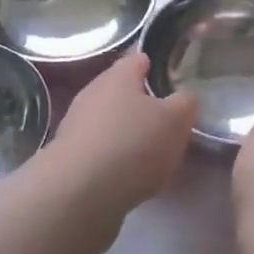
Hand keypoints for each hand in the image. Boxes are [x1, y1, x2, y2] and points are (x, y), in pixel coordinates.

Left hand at [49, 52, 199, 218]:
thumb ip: (185, 104)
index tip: (170, 75)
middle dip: (141, 102)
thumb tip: (184, 98)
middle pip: (121, 90)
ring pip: (108, 121)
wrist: (78, 194)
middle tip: (166, 119)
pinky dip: (113, 158)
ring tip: (150, 152)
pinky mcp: (68, 158)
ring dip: (125, 132)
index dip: (154, 64)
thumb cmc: (132, 144)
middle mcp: (93, 92)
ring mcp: (76, 126)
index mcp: (119, 75)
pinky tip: (128, 176)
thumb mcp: (175, 121)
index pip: (138, 58)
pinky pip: (98, 150)